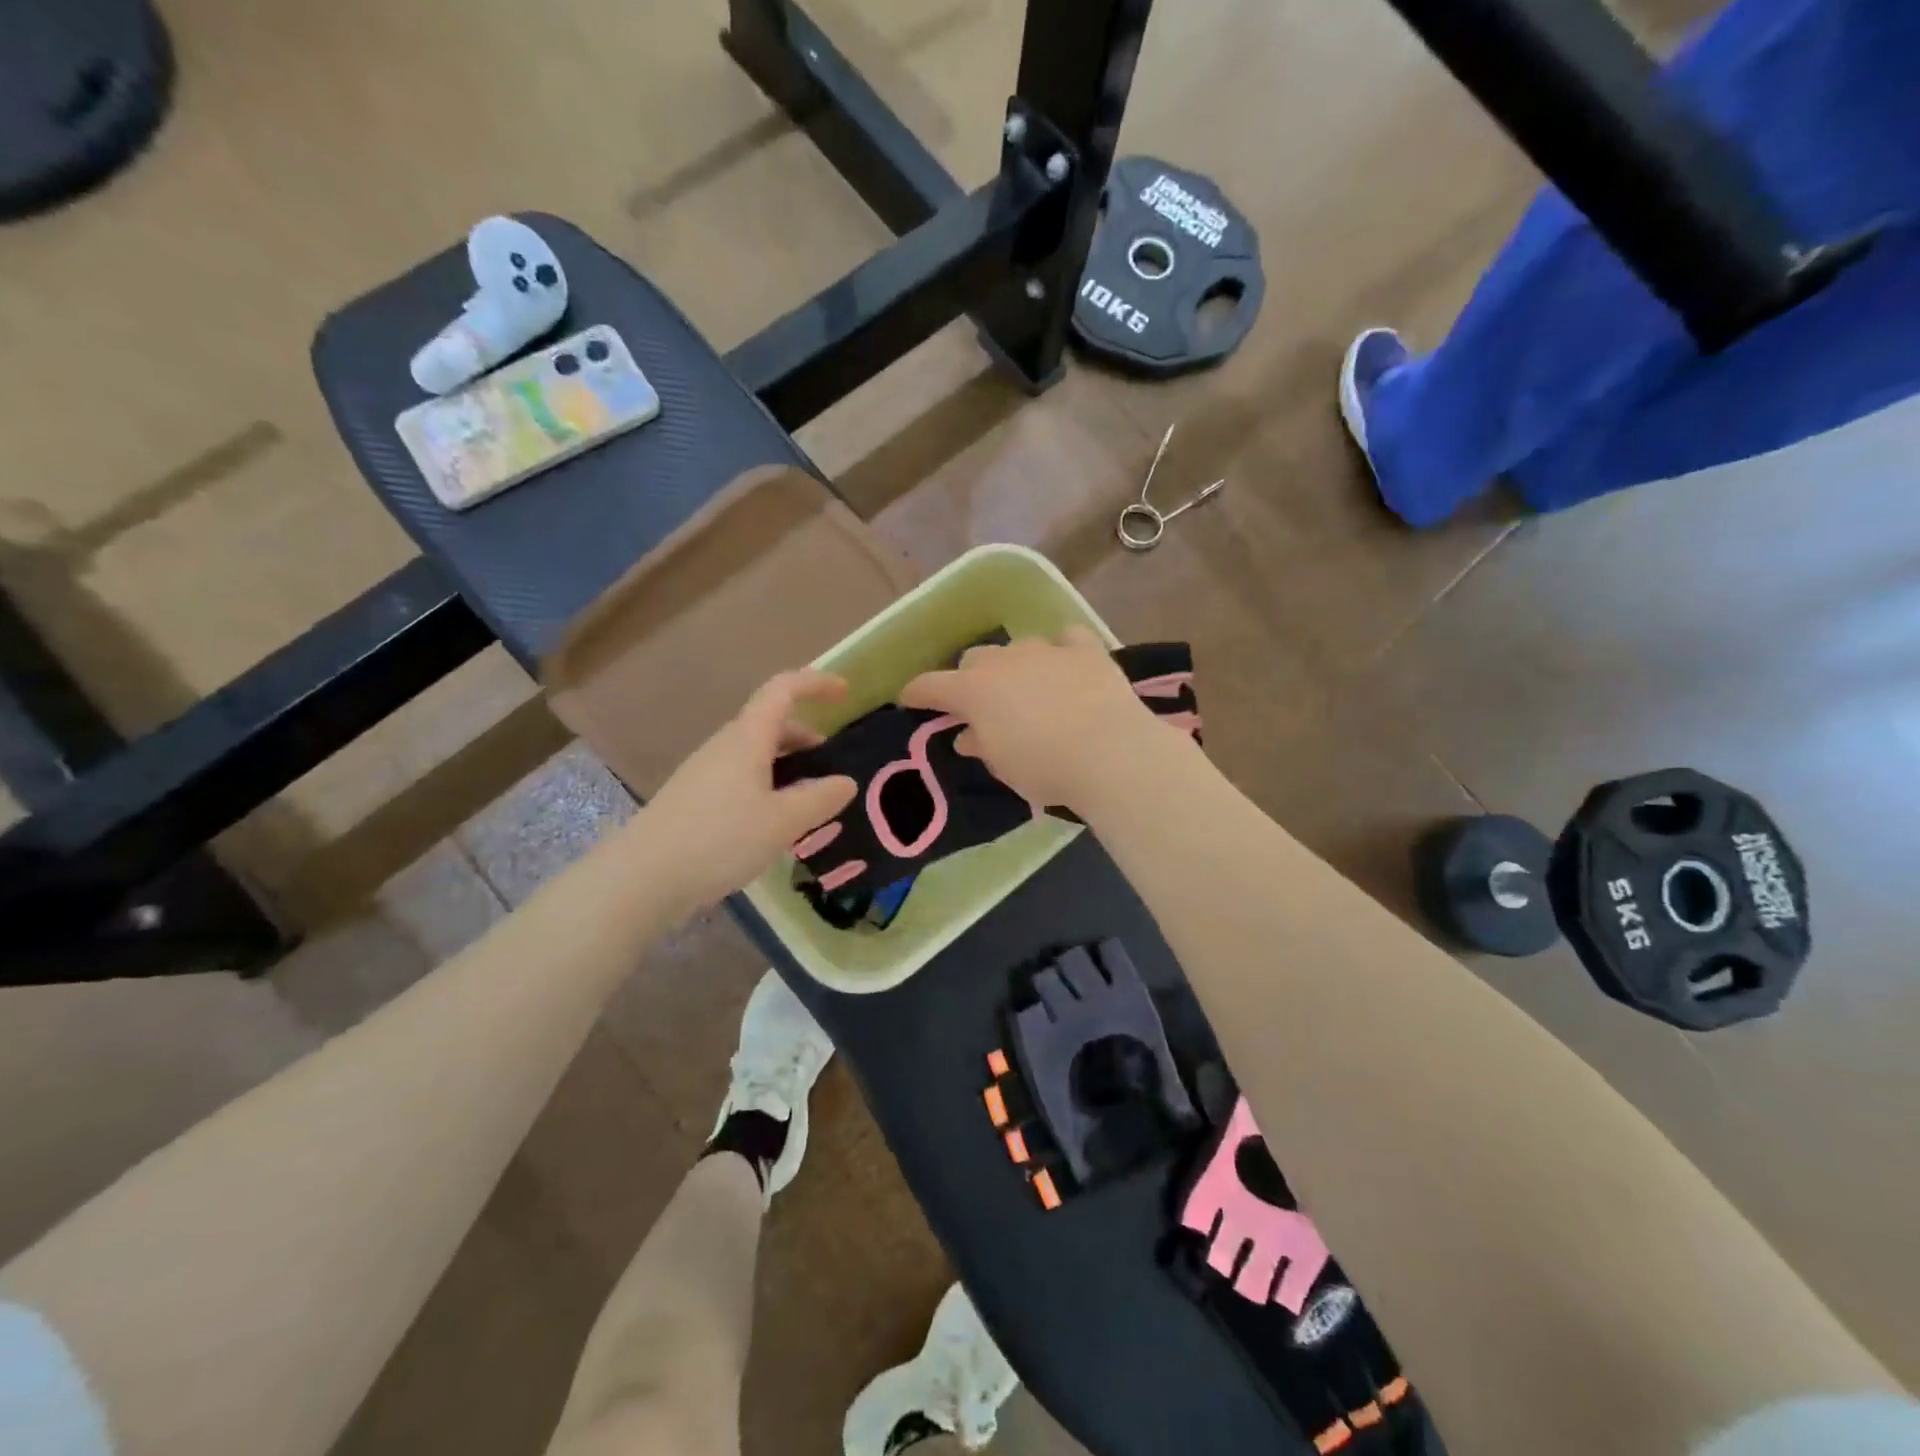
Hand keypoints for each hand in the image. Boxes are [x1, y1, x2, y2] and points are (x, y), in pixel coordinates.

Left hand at [640, 670, 856, 909]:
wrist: (643, 878)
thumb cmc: (720, 839)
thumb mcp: (783, 822)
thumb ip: (820, 799)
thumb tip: (845, 782)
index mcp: (747, 738)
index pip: (783, 690)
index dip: (815, 683)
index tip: (845, 693)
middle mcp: (724, 746)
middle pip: (768, 723)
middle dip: (803, 733)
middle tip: (830, 760)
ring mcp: (704, 773)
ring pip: (754, 753)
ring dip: (785, 763)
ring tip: (808, 798)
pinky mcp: (694, 800)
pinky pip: (740, 778)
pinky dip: (766, 785)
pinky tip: (774, 822)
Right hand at [899, 627, 1177, 812]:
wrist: (1108, 752)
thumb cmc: (1044, 767)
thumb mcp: (1003, 766)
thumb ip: (981, 745)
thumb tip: (968, 736)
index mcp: (974, 690)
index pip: (931, 685)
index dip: (917, 692)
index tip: (909, 699)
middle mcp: (1004, 660)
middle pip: (975, 658)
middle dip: (972, 677)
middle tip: (982, 703)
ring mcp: (1045, 649)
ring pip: (1018, 646)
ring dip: (1016, 664)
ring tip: (1028, 687)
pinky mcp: (1084, 649)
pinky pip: (1066, 638)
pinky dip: (1062, 649)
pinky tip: (1068, 663)